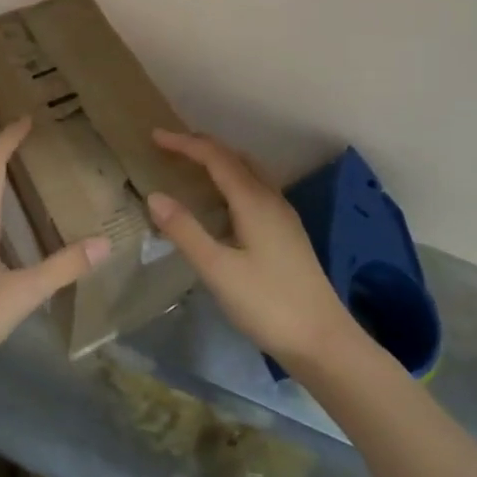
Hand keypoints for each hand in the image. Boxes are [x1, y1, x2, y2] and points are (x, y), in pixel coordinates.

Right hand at [146, 128, 361, 369]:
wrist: (322, 340)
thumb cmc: (267, 303)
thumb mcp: (217, 269)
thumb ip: (185, 231)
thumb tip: (154, 196)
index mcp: (254, 201)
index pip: (216, 157)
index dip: (185, 143)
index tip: (155, 136)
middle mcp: (271, 199)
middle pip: (236, 158)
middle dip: (202, 147)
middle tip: (169, 148)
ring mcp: (283, 216)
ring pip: (249, 173)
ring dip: (220, 162)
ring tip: (191, 168)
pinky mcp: (287, 234)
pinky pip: (256, 191)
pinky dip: (232, 182)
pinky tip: (221, 204)